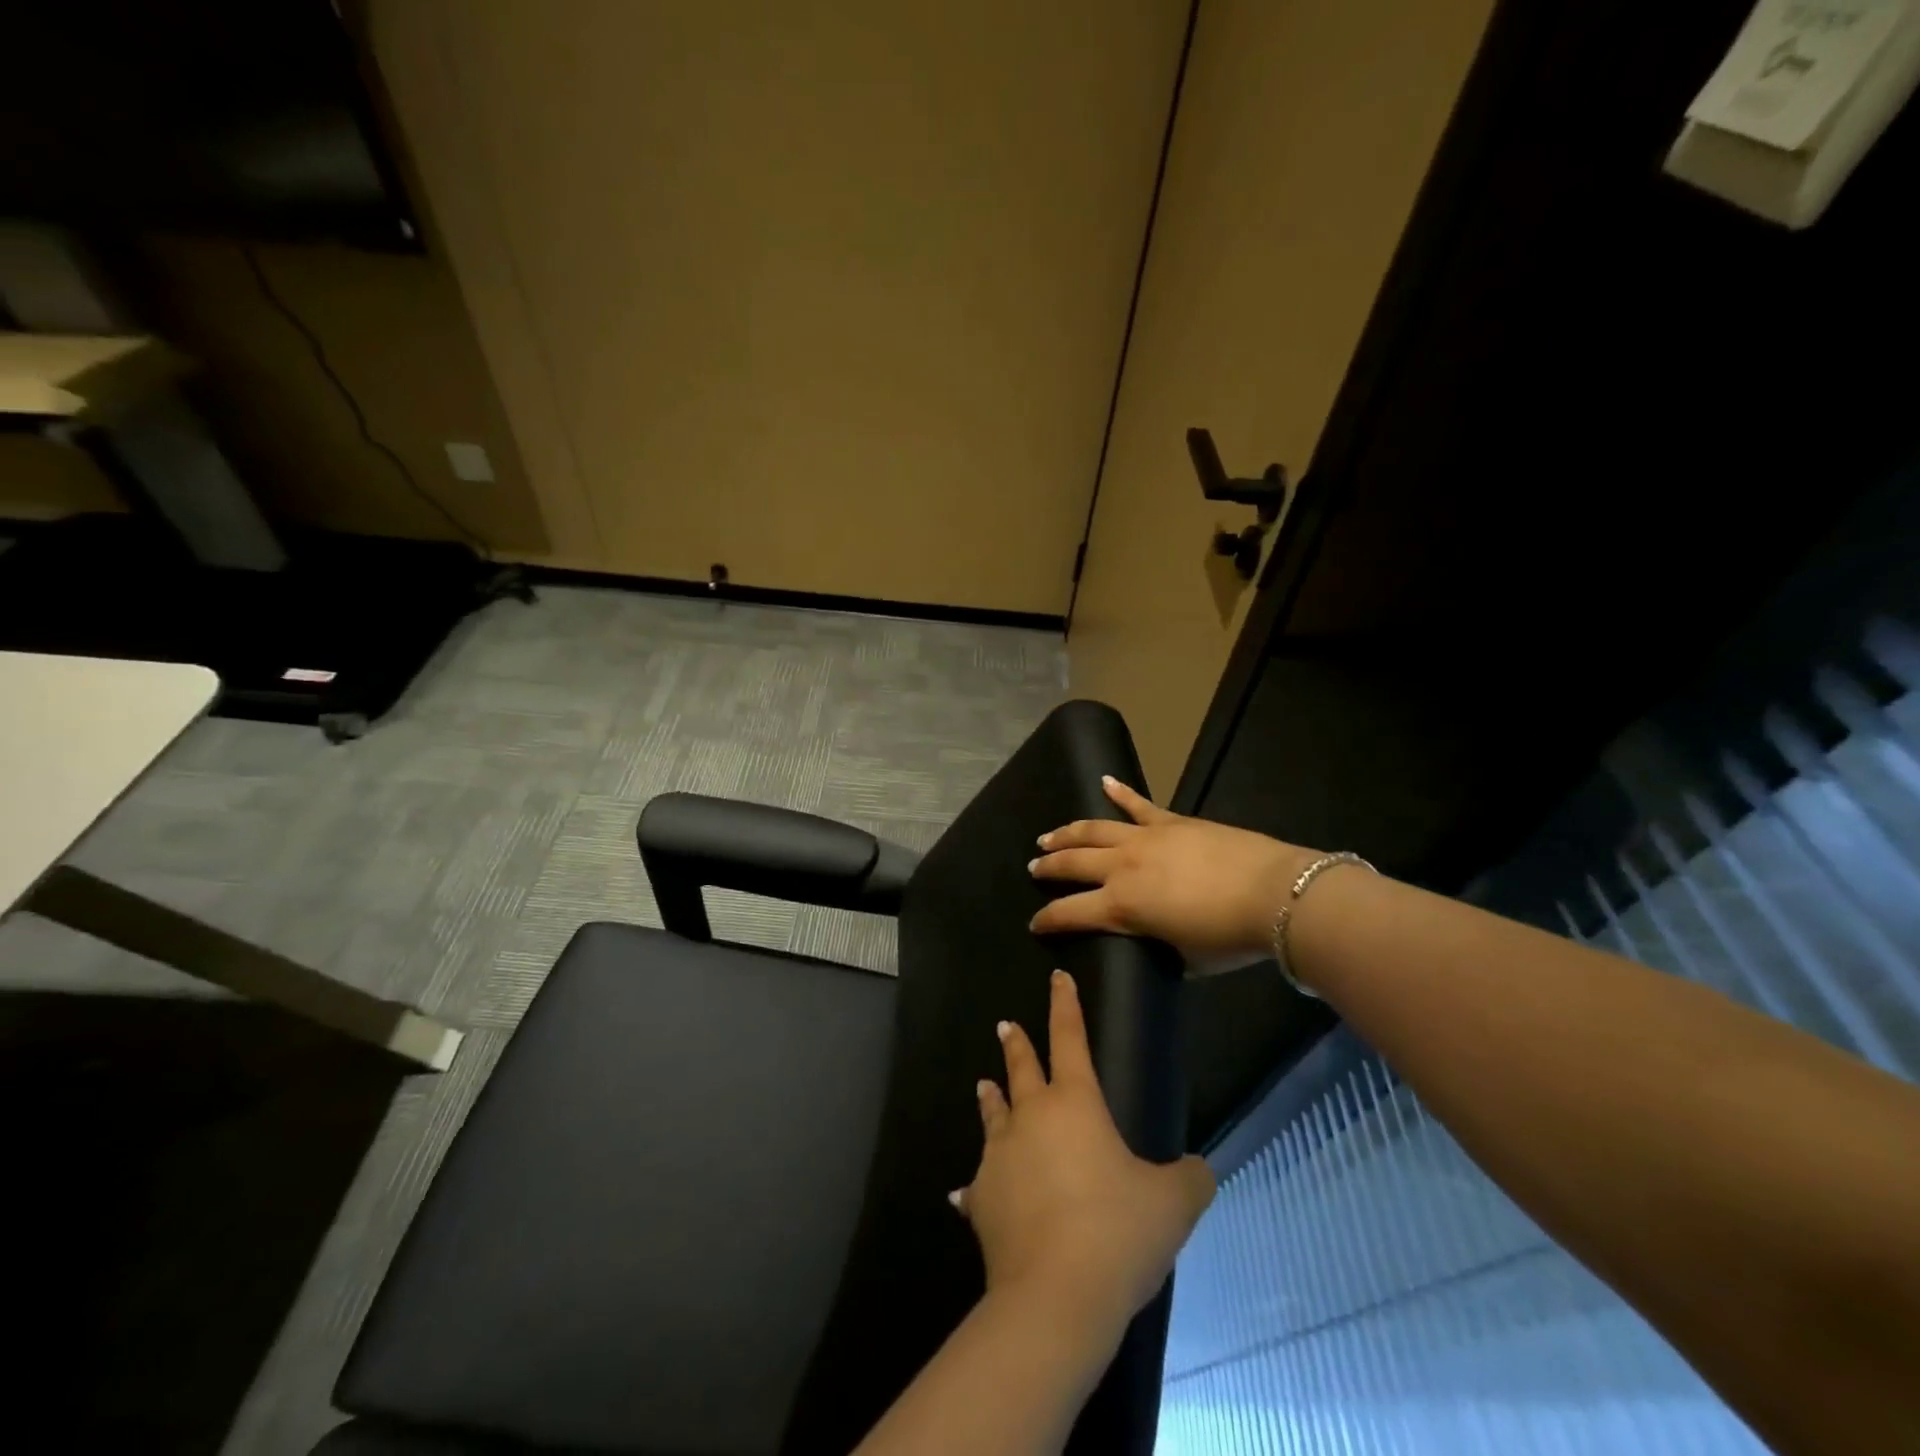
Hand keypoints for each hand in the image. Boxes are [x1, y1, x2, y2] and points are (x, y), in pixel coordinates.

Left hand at [953, 970, 1214, 1335]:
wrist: (1055, 1294)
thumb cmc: (1117, 1232)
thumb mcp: (1172, 1204)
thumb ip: (1190, 1179)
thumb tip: (1201, 1169)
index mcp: (1075, 1104)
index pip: (1070, 1039)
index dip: (1065, 1006)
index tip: (1056, 977)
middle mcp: (1031, 1118)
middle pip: (1021, 1068)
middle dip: (1016, 1043)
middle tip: (1004, 1025)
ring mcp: (1000, 1156)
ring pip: (993, 1114)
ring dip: (991, 1098)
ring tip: (984, 1084)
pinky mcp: (982, 1198)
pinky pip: (977, 1185)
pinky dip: (976, 1185)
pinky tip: (963, 1193)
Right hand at [1028, 776, 1315, 957]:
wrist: (1273, 894)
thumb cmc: (1228, 938)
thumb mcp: (1183, 959)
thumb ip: (1156, 947)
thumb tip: (1150, 940)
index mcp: (1121, 906)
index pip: (1069, 912)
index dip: (1047, 919)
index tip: (1034, 923)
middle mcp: (1121, 867)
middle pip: (1072, 863)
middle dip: (1048, 867)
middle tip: (1033, 868)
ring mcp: (1144, 838)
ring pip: (1094, 829)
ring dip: (1068, 832)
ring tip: (1049, 836)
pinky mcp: (1169, 821)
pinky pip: (1138, 804)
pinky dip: (1120, 791)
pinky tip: (1105, 781)